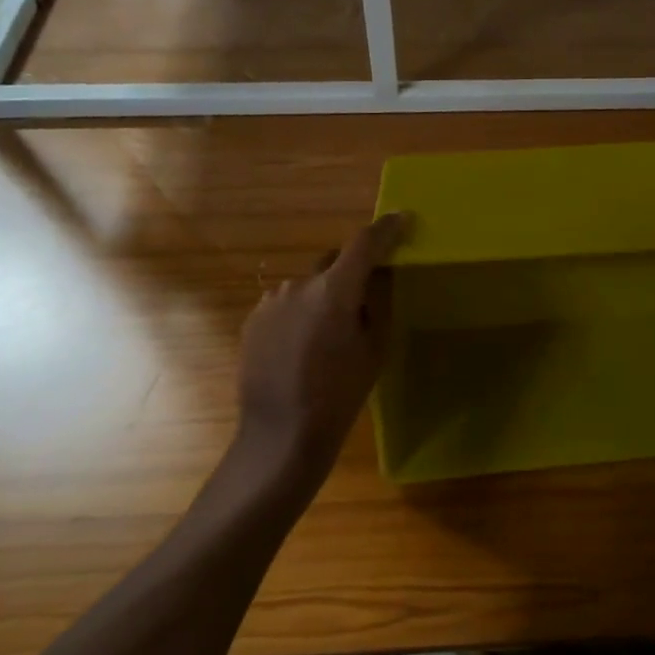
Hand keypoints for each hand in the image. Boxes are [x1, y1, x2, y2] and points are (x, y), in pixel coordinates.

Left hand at [233, 212, 409, 486]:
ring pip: (308, 287)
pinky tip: (304, 348)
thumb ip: (376, 304)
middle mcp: (298, 285)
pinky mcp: (253, 320)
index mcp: (334, 291)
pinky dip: (300, 315)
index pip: (364, 244)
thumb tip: (377, 276)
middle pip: (333, 263)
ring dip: (323, 297)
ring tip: (329, 336)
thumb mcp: (374, 349)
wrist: (281, 434)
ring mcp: (270, 302)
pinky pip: (286, 305)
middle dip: (351, 273)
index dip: (385, 229)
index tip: (401, 219)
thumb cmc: (339, 395)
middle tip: (364, 302)